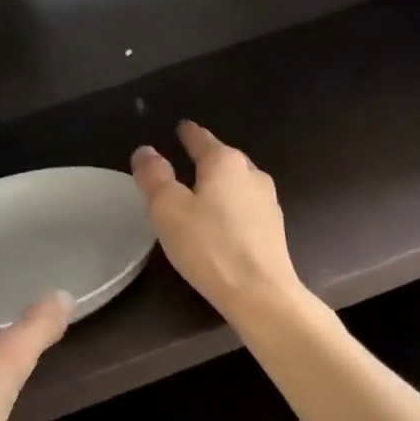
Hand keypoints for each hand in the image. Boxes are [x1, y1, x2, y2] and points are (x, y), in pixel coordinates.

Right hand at [132, 121, 304, 325]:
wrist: (260, 293)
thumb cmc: (209, 246)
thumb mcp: (168, 209)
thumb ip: (154, 177)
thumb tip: (145, 150)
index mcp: (225, 163)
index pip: (202, 139)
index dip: (188, 133)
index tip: (181, 127)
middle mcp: (251, 174)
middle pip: (224, 158)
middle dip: (206, 157)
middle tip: (186, 159)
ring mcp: (268, 201)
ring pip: (238, 182)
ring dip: (220, 183)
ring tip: (202, 191)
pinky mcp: (273, 228)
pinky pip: (246, 206)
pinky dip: (231, 205)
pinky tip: (222, 221)